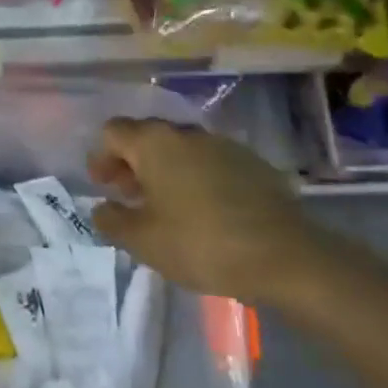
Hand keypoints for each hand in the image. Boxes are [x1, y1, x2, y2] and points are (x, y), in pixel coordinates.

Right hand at [89, 118, 325, 302]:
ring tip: (166, 206)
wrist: (286, 256)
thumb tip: (102, 208)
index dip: (101, 156)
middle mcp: (186, 133)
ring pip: (180, 149)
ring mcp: (223, 145)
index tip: (103, 186)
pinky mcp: (252, 163)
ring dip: (165, 170)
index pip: (113, 131)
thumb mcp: (143, 241)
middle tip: (129, 196)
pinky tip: (203, 210)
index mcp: (154, 143)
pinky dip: (196, 178)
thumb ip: (112, 221)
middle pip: (147, 136)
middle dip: (132, 163)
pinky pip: (210, 162)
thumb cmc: (201, 243)